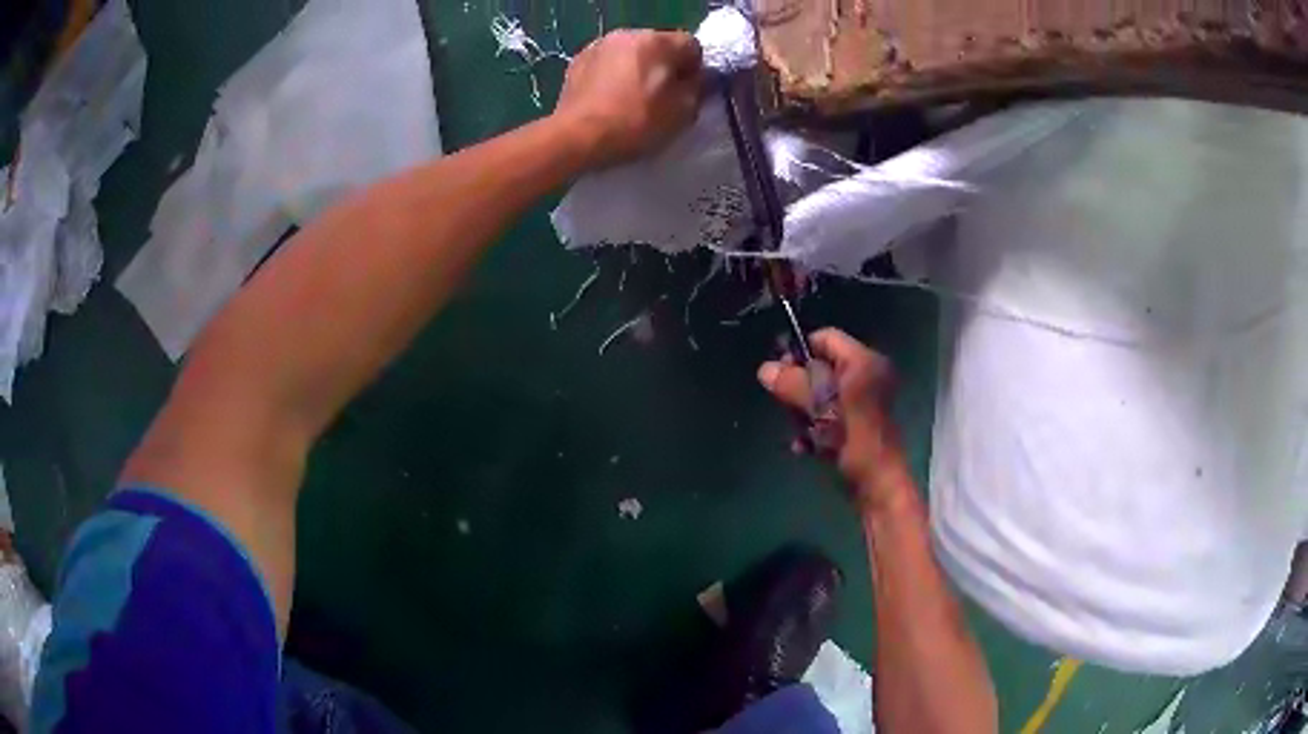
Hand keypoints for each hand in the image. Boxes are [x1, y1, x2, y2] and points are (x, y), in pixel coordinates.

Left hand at [554, 30, 702, 168]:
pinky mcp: (578, 60)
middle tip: (661, 97)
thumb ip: (696, 88)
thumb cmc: (635, 123)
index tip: (687, 92)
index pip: (691, 45)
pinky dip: (614, 74)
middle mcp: (629, 34)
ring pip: (631, 52)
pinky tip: (610, 98)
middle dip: (664, 66)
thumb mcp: (683, 112)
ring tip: (632, 98)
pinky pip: (608, 62)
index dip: (694, 69)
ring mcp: (600, 45)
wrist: (577, 137)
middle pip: (659, 45)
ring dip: (637, 68)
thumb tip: (694, 79)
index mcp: (658, 42)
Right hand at [757, 329, 906, 508]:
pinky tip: (802, 446)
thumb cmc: (854, 438)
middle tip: (787, 406)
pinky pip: (827, 415)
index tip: (780, 374)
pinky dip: (813, 428)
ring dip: (803, 412)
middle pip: (821, 368)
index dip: (800, 351)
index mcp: (863, 362)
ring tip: (799, 431)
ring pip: (821, 394)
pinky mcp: (856, 425)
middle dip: (799, 388)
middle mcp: (866, 376)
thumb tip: (765, 369)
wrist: (877, 484)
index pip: (825, 339)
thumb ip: (793, 384)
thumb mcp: (821, 407)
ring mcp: (862, 402)